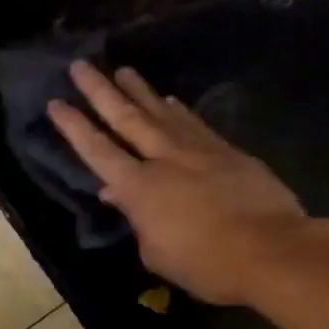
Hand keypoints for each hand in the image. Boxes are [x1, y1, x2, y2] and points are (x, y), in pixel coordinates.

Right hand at [48, 62, 310, 305]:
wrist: (273, 250)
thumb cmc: (208, 264)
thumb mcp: (158, 254)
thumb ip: (136, 221)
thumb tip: (117, 195)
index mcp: (138, 188)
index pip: (97, 150)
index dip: (74, 126)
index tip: (56, 102)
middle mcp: (163, 158)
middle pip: (125, 117)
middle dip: (99, 90)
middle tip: (80, 65)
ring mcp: (197, 149)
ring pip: (161, 112)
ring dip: (139, 90)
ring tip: (123, 70)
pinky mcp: (226, 150)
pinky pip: (193, 123)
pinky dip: (178, 109)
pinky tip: (170, 99)